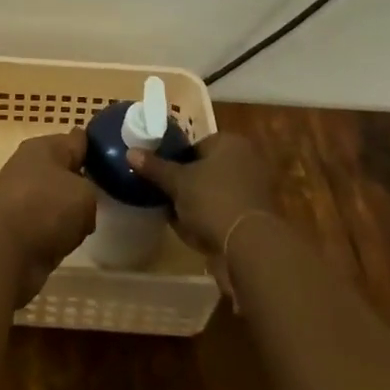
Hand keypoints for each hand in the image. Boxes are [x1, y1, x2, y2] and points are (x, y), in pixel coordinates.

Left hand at [0, 130, 97, 305]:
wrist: (4, 251)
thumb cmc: (47, 209)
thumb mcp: (85, 195)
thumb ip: (90, 190)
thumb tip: (79, 202)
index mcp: (45, 145)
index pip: (77, 139)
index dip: (96, 147)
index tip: (111, 159)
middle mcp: (29, 164)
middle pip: (64, 168)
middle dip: (81, 181)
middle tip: (103, 196)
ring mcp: (19, 193)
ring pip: (54, 196)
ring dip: (67, 209)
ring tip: (86, 223)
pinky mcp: (14, 222)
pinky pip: (45, 220)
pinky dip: (54, 230)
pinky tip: (65, 240)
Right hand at [127, 132, 276, 263]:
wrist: (251, 246)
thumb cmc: (213, 200)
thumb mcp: (178, 182)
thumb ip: (155, 167)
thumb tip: (131, 152)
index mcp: (230, 143)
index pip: (197, 145)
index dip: (177, 160)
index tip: (163, 176)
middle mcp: (247, 160)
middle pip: (207, 168)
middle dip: (188, 183)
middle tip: (168, 196)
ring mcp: (256, 190)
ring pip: (216, 192)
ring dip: (199, 203)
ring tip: (178, 217)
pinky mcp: (258, 217)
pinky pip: (227, 212)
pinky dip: (212, 220)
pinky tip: (195, 233)